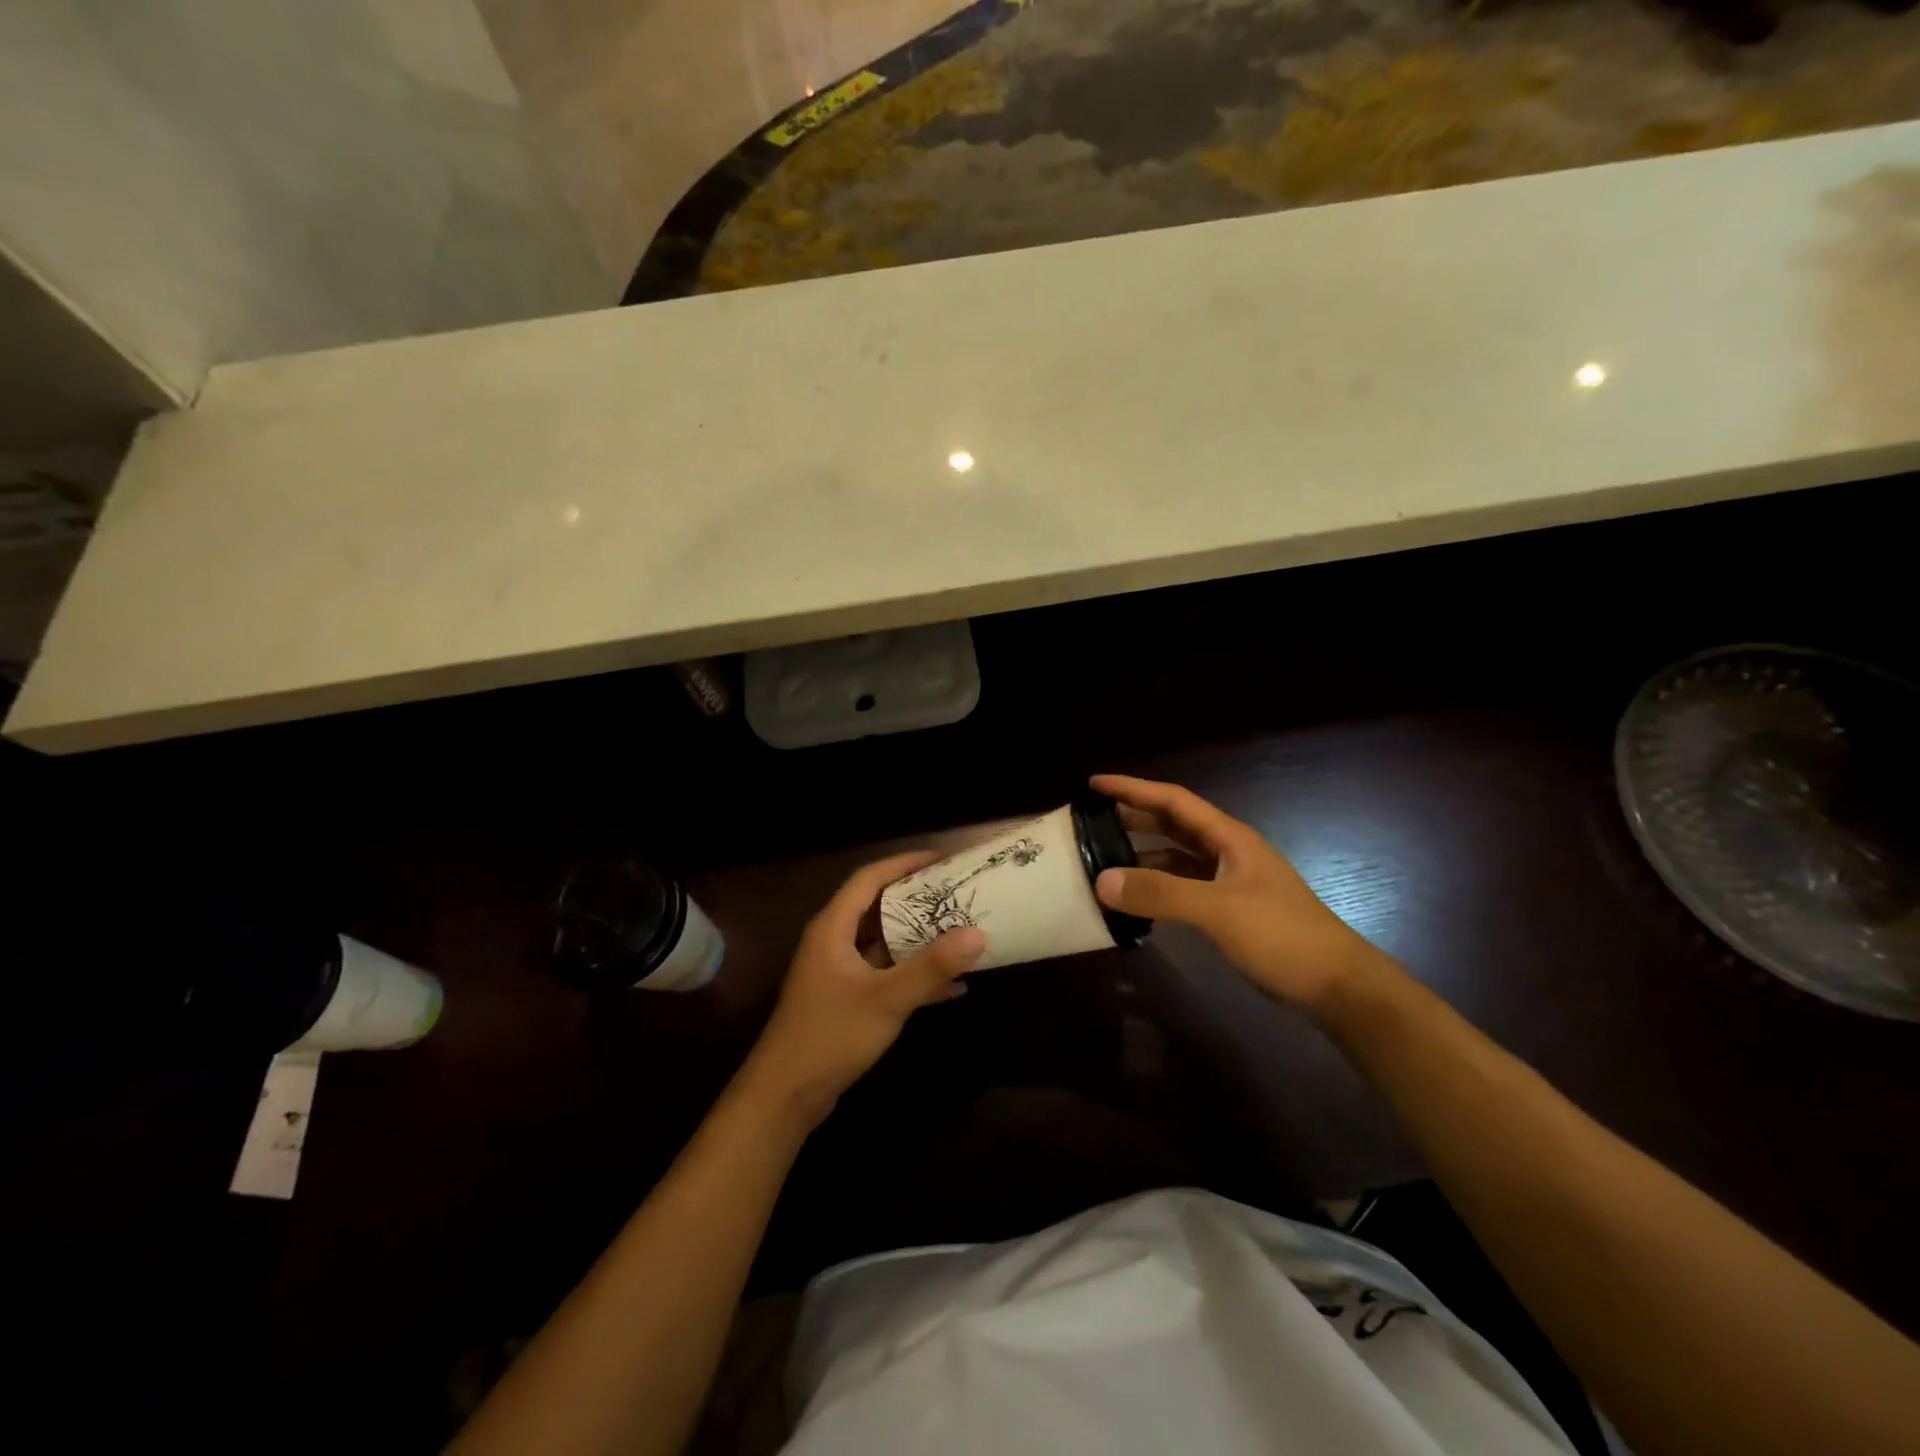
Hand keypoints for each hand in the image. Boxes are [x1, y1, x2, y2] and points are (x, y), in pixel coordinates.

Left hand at [741, 851, 988, 1126]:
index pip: (870, 878)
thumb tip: (977, 934)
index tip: (941, 859)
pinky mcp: (846, 998)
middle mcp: (833, 941)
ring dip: (919, 938)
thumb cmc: (831, 1035)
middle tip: (957, 892)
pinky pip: (885, 973)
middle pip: (878, 906)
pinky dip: (913, 974)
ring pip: (884, 942)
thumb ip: (932, 968)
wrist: (785, 1095)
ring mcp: (839, 971)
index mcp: (833, 927)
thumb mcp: (887, 999)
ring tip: (960, 930)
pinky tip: (952, 986)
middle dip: (918, 899)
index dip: (904, 863)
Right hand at [1091, 774, 1389, 1011]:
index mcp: (1230, 838)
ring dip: (1144, 855)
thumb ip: (1160, 893)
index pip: (1175, 801)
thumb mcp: (1218, 910)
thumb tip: (1102, 880)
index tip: (1095, 784)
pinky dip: (1158, 888)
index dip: (1134, 788)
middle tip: (1092, 820)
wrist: (1336, 986)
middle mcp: (1229, 854)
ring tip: (1105, 858)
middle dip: (1135, 817)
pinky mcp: (1230, 913)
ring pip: (1177, 858)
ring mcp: (1230, 883)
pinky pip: (1183, 889)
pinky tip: (1137, 899)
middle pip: (1174, 825)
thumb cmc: (1282, 936)